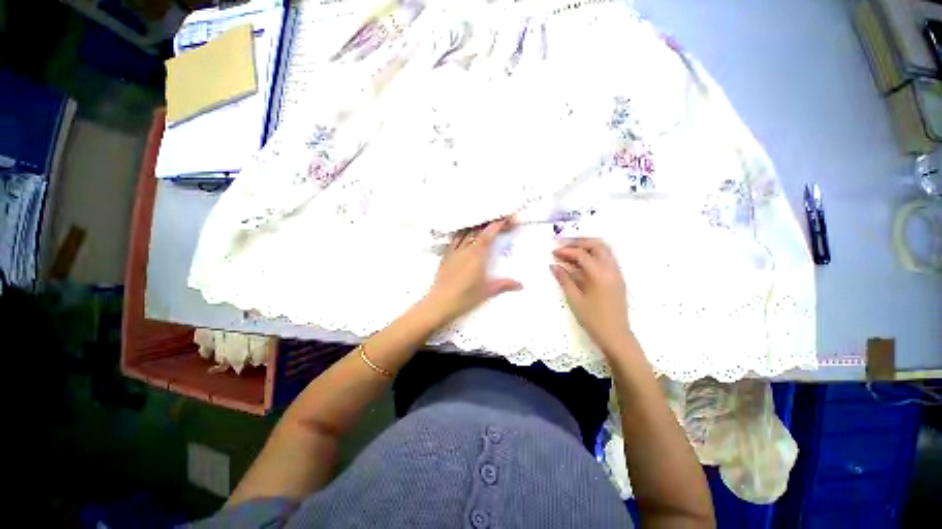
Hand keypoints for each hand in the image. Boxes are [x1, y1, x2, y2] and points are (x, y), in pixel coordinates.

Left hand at [422, 218, 521, 324]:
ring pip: (465, 232)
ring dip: (475, 226)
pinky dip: (462, 233)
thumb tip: (520, 285)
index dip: (497, 224)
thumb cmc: (466, 296)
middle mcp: (465, 249)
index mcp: (477, 255)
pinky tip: (464, 233)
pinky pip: (454, 239)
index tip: (506, 219)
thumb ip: (504, 284)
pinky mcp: (445, 255)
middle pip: (478, 230)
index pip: (488, 234)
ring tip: (483, 224)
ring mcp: (454, 251)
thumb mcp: (488, 291)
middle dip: (489, 223)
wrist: (441, 302)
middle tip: (499, 222)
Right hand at [551, 238, 632, 352]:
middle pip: (597, 245)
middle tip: (564, 247)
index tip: (553, 253)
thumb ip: (564, 279)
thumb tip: (554, 266)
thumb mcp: (574, 299)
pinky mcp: (618, 278)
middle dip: (579, 243)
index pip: (582, 254)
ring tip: (571, 253)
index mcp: (599, 274)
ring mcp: (617, 273)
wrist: (615, 335)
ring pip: (604, 250)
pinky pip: (607, 259)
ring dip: (588, 247)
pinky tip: (582, 263)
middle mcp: (611, 269)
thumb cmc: (592, 319)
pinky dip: (594, 255)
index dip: (566, 251)